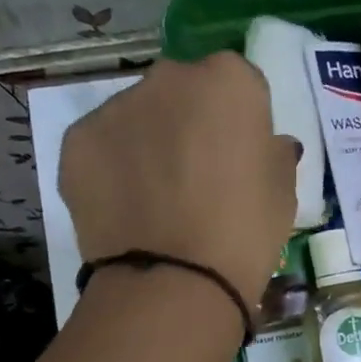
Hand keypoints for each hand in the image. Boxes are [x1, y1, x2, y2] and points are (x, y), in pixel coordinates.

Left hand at [59, 53, 298, 305]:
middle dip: (189, 124)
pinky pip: (102, 147)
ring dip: (147, 145)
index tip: (239, 161)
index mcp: (228, 81)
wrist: (175, 283)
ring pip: (137, 117)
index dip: (239, 125)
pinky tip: (126, 210)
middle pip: (182, 93)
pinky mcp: (76, 140)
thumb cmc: (244, 234)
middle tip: (195, 180)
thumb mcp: (284, 194)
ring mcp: (116, 107)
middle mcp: (169, 78)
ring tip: (155, 202)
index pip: (238, 86)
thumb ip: (274, 154)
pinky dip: (112, 170)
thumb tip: (267, 145)